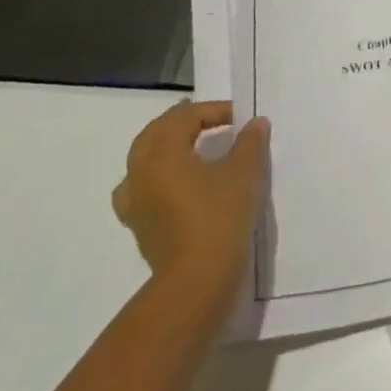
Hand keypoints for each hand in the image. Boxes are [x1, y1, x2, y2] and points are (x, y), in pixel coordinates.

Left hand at [112, 101, 269, 292]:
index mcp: (161, 154)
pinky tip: (174, 185)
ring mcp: (134, 202)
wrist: (197, 279)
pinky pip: (142, 189)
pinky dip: (157, 177)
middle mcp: (140, 173)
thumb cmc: (219, 216)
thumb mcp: (244, 172)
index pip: (184, 118)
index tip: (240, 118)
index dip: (213, 111)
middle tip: (210, 119)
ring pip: (143, 160)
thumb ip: (250, 142)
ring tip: (189, 146)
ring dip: (165, 147)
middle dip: (182, 122)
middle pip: (155, 133)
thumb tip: (255, 123)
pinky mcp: (139, 225)